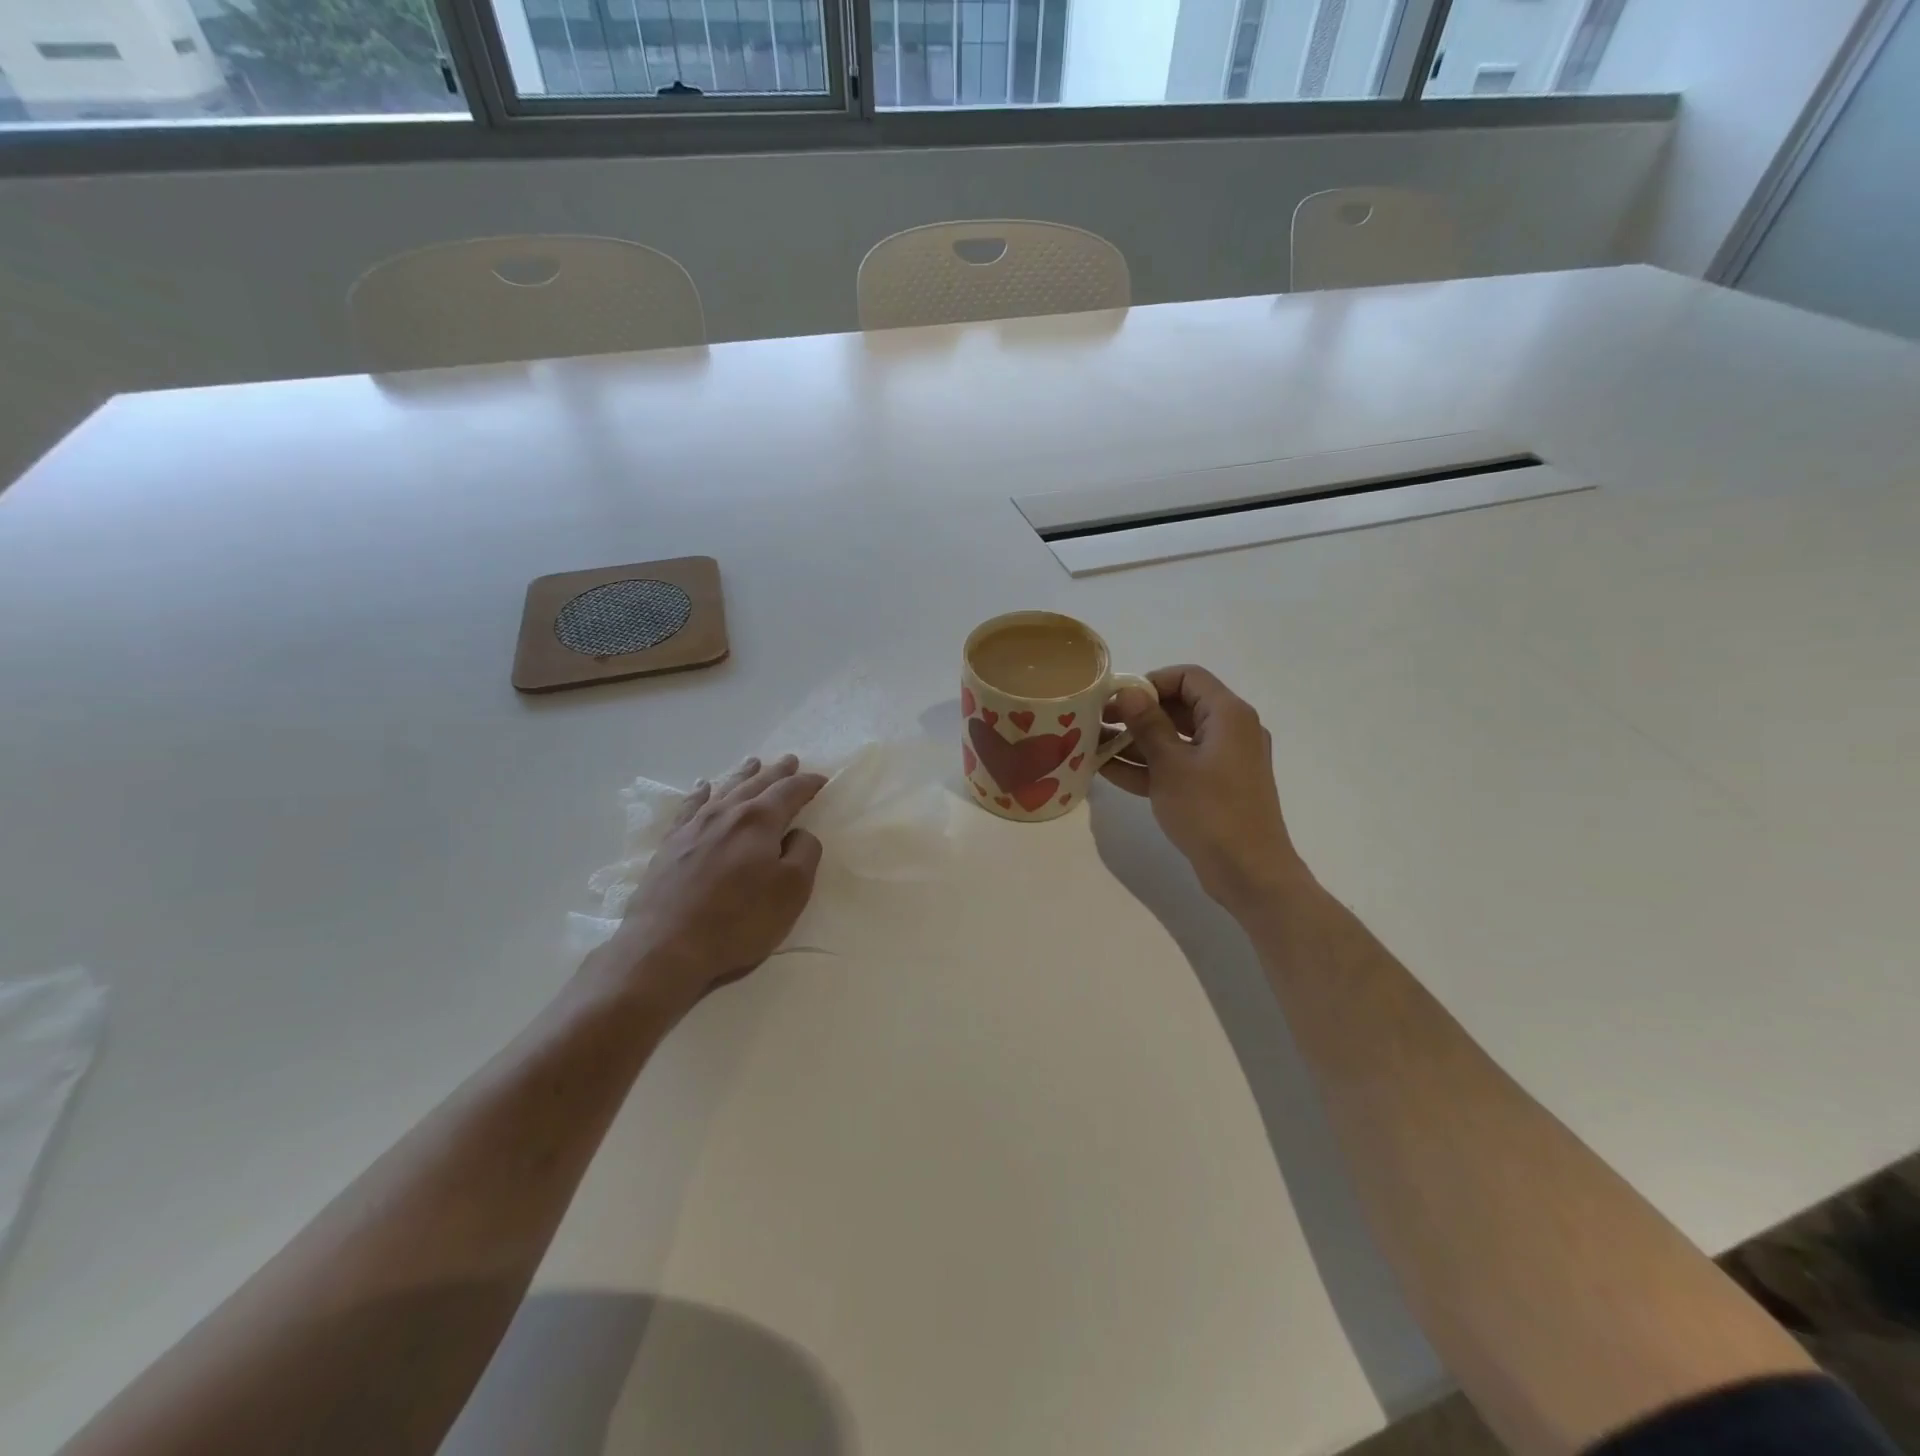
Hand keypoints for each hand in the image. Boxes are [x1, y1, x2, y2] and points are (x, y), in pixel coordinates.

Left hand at [594, 754, 826, 1017]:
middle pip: (756, 784)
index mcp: (759, 821)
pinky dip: (700, 794)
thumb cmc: (739, 920)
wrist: (666, 946)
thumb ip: (804, 853)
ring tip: (753, 763)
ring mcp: (694, 827)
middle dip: (776, 773)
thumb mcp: (791, 890)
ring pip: (724, 790)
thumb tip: (799, 833)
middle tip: (789, 760)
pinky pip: (689, 808)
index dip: (807, 784)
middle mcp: (726, 814)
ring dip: (742, 776)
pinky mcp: (670, 845)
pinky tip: (702, 788)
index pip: (789, 792)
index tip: (821, 779)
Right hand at [1101, 666, 1305, 913]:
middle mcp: (1230, 731)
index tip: (1116, 700)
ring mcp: (1222, 762)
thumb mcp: (1171, 764)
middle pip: (1179, 707)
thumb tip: (1129, 692)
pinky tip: (1108, 771)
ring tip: (1094, 747)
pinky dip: (1148, 767)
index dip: (1150, 683)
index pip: (1188, 677)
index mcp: (1228, 715)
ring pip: (1174, 740)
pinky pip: (1178, 766)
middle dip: (1136, 714)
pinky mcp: (1214, 788)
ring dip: (1135, 742)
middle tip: (1099, 723)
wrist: (1249, 872)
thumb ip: (1148, 724)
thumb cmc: (1211, 811)